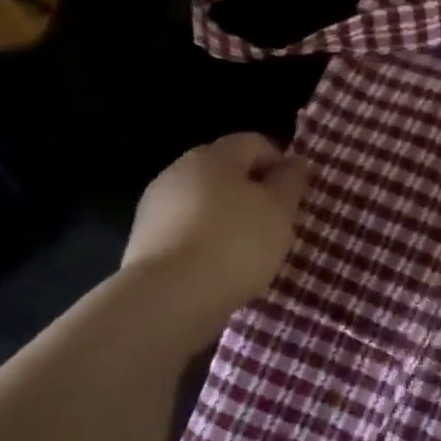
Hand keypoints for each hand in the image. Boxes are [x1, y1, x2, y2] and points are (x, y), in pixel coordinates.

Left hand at [122, 133, 310, 331]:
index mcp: (213, 156)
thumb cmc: (235, 244)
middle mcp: (179, 170)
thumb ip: (291, 181)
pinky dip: (205, 242)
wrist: (169, 297)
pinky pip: (186, 231)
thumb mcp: (279, 211)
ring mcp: (156, 205)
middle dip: (252, 193)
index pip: (254, 143)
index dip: (280, 165)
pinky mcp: (144, 240)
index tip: (294, 198)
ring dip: (227, 219)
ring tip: (247, 253)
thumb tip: (295, 162)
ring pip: (204, 202)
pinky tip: (217, 268)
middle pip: (226, 172)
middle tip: (275, 226)